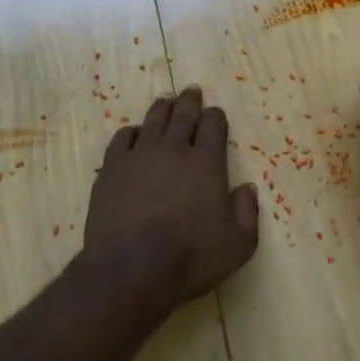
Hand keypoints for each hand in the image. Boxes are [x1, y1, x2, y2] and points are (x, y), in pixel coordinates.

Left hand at [84, 86, 259, 303]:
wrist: (131, 269)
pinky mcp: (112, 168)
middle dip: (190, 102)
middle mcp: (174, 149)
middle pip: (183, 114)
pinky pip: (122, 138)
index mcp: (207, 162)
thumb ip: (247, 212)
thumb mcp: (238, 243)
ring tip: (166, 102)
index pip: (214, 125)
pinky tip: (134, 134)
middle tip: (192, 91)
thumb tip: (247, 188)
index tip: (215, 115)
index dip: (216, 117)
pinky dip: (132, 132)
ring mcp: (140, 155)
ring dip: (162, 108)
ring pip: (153, 120)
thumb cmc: (191, 257)